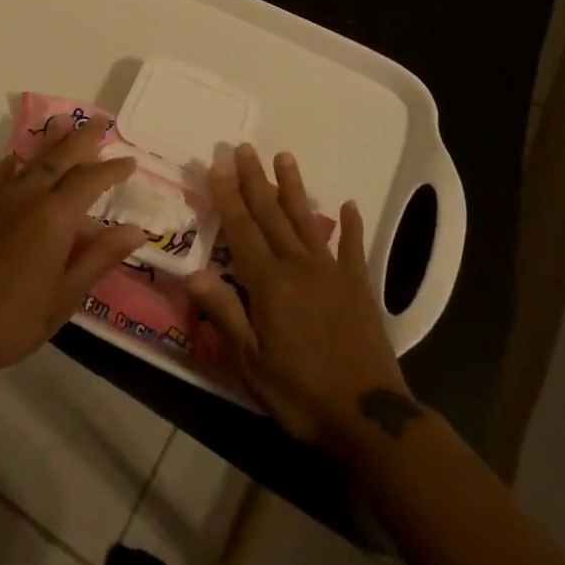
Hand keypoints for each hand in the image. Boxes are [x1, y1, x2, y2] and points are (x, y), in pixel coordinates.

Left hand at [0, 116, 147, 376]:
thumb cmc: (17, 317)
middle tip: (101, 121)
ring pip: (31, 159)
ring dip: (51, 140)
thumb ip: (101, 256)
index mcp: (55, 216)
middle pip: (60, 157)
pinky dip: (16, 161)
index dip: (112, 169)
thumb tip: (136, 230)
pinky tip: (19, 158)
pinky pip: (1, 173)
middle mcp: (28, 197)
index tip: (131, 161)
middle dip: (83, 138)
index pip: (90, 180)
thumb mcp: (67, 294)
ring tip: (65, 121)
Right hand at [185, 144, 411, 444]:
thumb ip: (224, 314)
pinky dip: (350, 225)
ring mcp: (332, 273)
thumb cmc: (301, 393)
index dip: (228, 196)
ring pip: (307, 221)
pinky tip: (348, 204)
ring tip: (284, 156)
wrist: (369, 417)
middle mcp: (299, 267)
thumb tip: (195, 273)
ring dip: (294, 188)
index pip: (242, 230)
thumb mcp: (251, 364)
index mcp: (269, 284)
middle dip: (255, 180)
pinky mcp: (359, 287)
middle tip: (244, 148)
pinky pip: (352, 249)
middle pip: (271, 215)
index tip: (219, 164)